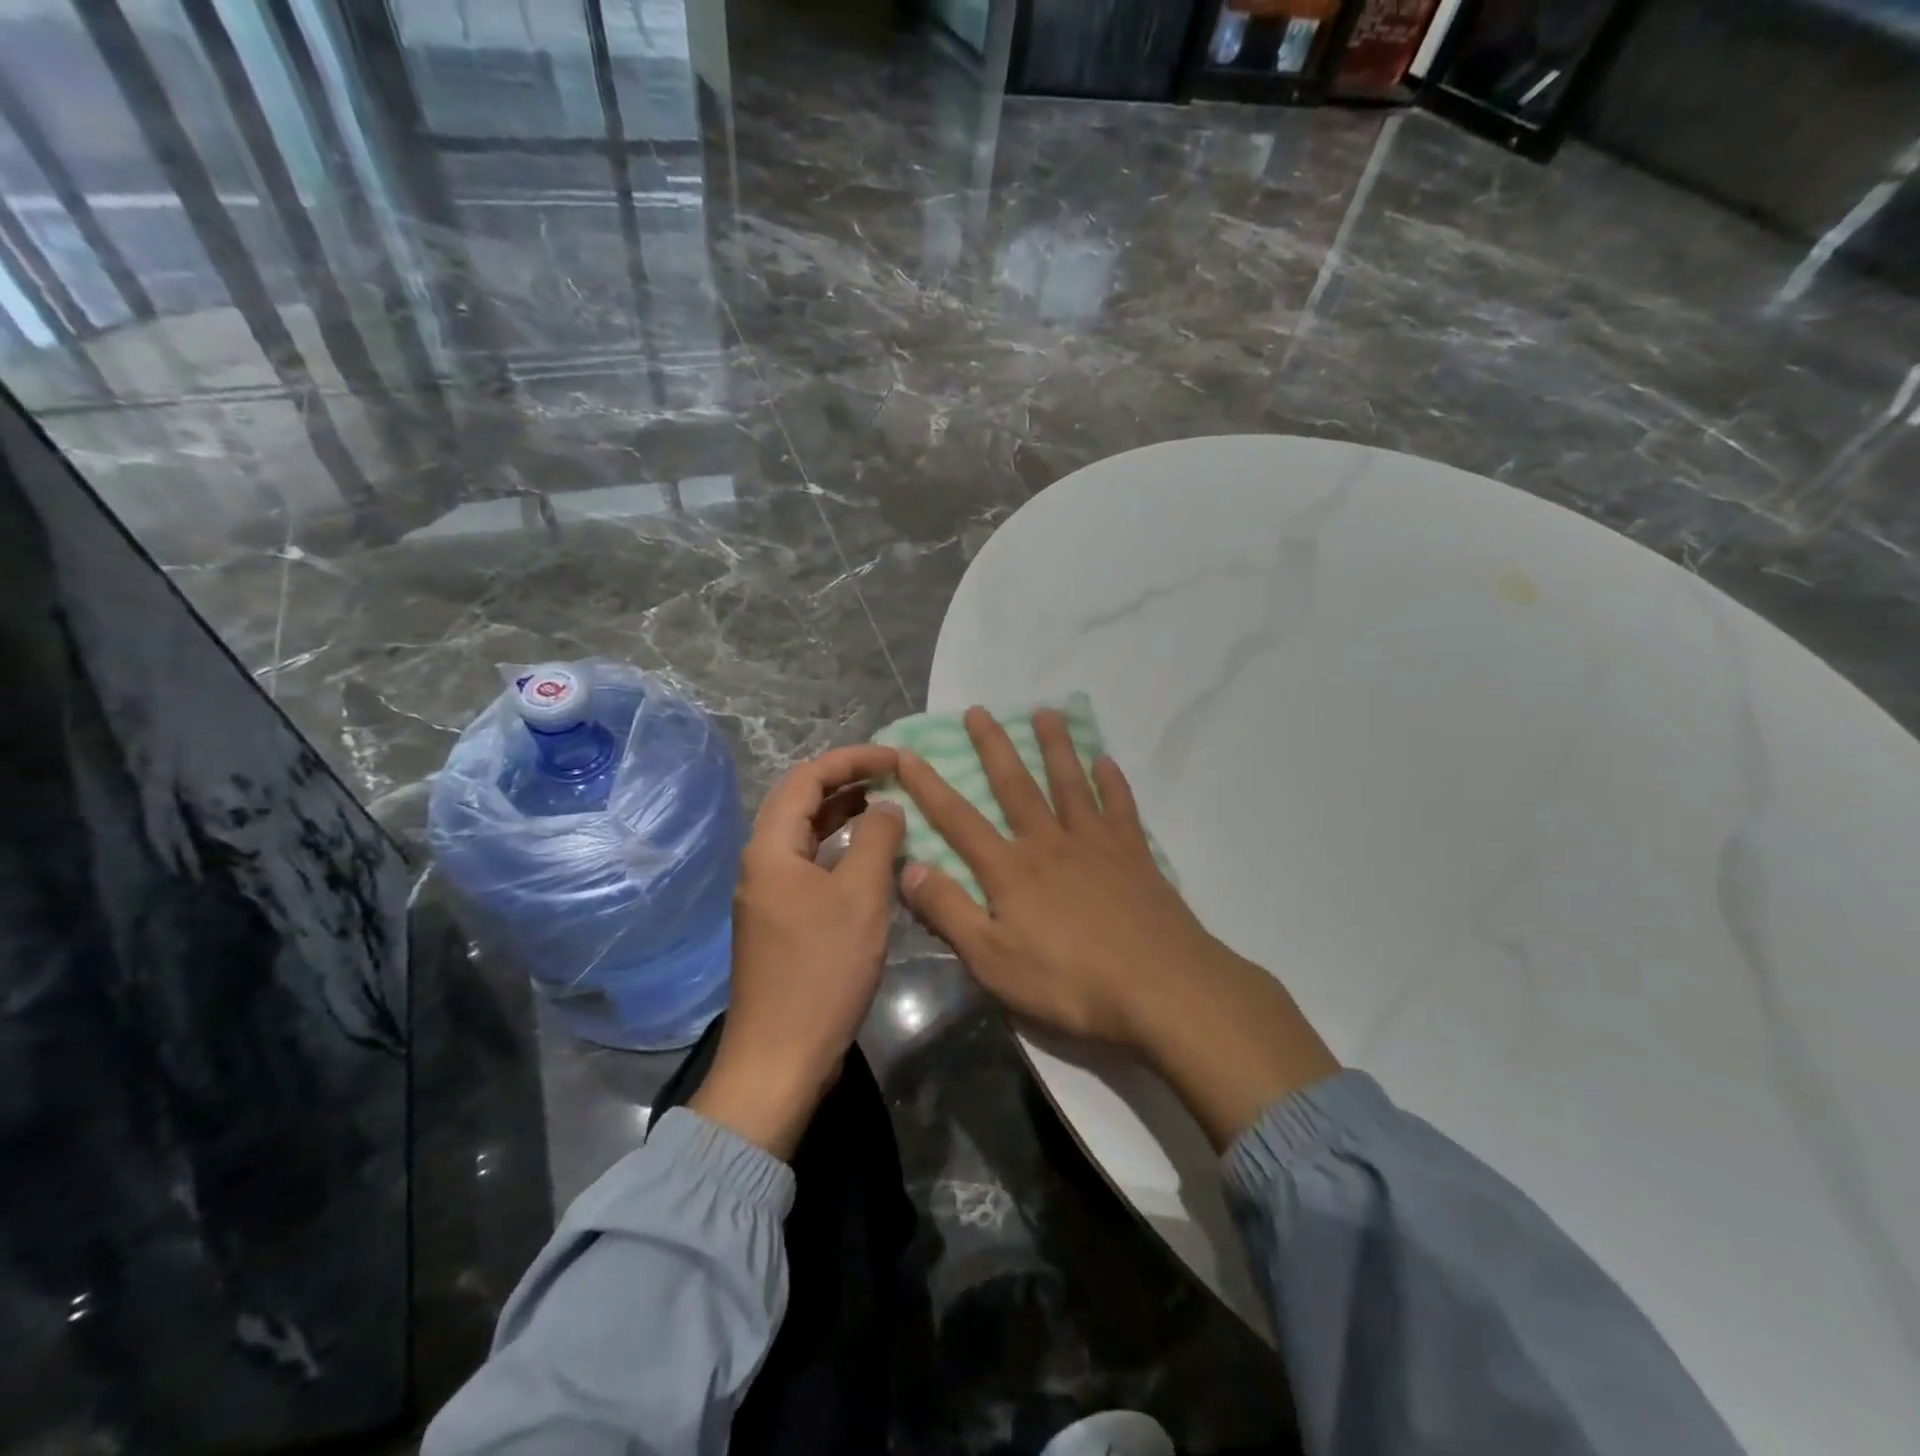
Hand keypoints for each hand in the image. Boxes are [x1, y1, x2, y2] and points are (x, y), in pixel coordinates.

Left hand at [690, 745, 904, 1159]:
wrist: (780, 1058)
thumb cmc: (821, 971)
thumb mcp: (860, 897)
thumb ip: (877, 840)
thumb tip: (887, 807)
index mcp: (772, 848)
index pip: (808, 777)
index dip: (852, 759)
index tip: (896, 758)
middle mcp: (763, 863)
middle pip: (802, 802)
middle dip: (848, 781)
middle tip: (894, 776)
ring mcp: (770, 894)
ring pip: (808, 836)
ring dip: (845, 816)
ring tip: (888, 806)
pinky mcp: (783, 921)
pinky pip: (813, 867)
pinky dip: (842, 852)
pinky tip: (872, 859)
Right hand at [896, 708, 1338, 1147]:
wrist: (1160, 988)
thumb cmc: (1069, 982)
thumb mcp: (992, 959)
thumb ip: (948, 911)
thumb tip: (907, 867)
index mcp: (1010, 870)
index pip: (958, 821)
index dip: (929, 788)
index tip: (909, 754)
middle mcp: (1049, 843)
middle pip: (1016, 786)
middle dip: (993, 747)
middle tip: (979, 710)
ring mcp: (1096, 845)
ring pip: (1070, 783)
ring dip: (1055, 747)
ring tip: (1046, 712)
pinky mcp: (1135, 855)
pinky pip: (1121, 807)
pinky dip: (1112, 781)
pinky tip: (1107, 760)